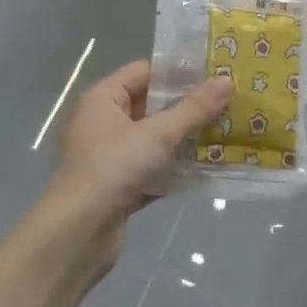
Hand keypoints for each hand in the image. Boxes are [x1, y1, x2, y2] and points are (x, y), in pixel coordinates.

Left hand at [39, 60, 231, 271]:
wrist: (78, 234)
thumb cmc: (113, 168)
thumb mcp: (158, 134)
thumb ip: (194, 108)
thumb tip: (227, 81)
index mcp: (103, 99)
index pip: (144, 71)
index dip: (178, 71)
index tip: (215, 72)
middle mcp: (105, 123)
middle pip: (152, 105)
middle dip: (189, 105)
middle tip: (229, 100)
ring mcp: (112, 157)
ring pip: (156, 139)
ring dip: (187, 137)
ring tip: (227, 129)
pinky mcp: (121, 186)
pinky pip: (156, 168)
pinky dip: (178, 168)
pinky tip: (210, 166)